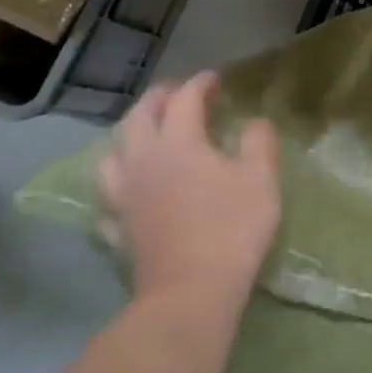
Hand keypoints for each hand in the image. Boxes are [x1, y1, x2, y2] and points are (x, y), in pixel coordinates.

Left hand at [97, 72, 280, 310]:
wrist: (190, 293)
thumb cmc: (231, 228)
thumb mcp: (261, 178)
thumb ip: (258, 141)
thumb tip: (254, 122)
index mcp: (178, 142)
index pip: (184, 99)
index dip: (201, 84)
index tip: (216, 79)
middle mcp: (143, 161)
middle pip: (139, 117)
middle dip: (159, 99)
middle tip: (179, 95)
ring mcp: (124, 196)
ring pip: (113, 154)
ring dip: (130, 136)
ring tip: (148, 137)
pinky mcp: (118, 228)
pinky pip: (110, 196)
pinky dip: (121, 183)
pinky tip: (132, 190)